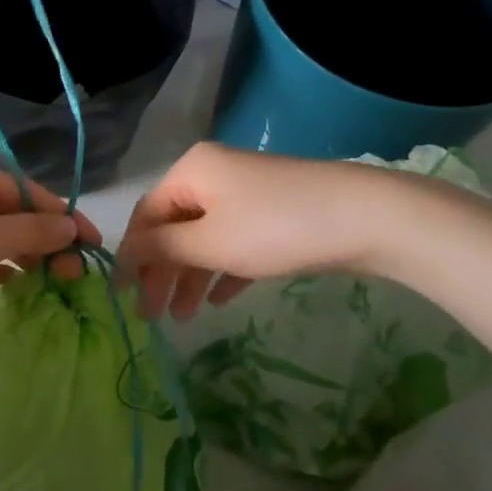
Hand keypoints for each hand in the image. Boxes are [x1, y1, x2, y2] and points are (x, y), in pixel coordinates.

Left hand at [0, 160, 100, 319]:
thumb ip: (32, 230)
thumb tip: (71, 225)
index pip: (26, 190)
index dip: (63, 215)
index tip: (93, 244)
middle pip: (10, 211)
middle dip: (45, 238)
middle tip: (73, 273)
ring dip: (23, 254)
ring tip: (53, 281)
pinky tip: (14, 284)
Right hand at [116, 143, 390, 319]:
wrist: (366, 218)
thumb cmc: (274, 228)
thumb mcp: (209, 242)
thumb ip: (162, 249)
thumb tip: (125, 254)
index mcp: (191, 171)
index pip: (146, 215)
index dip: (132, 256)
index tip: (124, 297)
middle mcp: (212, 176)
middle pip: (174, 227)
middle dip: (161, 273)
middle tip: (152, 316)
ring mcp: (245, 194)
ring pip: (204, 238)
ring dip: (190, 277)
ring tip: (183, 318)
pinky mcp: (273, 213)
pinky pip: (234, 242)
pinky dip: (221, 269)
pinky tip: (216, 300)